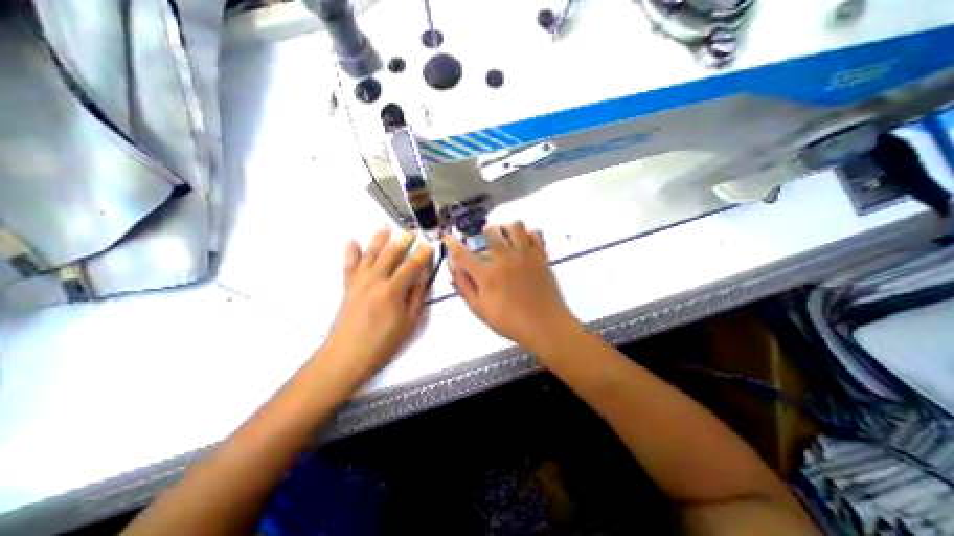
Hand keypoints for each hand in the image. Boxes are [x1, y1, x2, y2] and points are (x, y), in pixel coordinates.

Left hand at [324, 228, 435, 381]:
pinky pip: (349, 265)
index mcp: (393, 289)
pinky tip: (352, 240)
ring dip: (378, 239)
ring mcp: (359, 281)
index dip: (422, 254)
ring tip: (385, 227)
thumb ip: (417, 295)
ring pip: (370, 254)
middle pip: (390, 254)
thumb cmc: (384, 342)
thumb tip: (423, 274)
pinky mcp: (347, 286)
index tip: (430, 244)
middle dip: (402, 241)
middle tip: (410, 232)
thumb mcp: (409, 321)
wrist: (347, 356)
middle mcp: (375, 280)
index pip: (411, 265)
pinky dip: (350, 252)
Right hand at [446, 222, 580, 351]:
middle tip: (485, 239)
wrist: (545, 326)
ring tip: (506, 238)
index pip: (463, 254)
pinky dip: (528, 234)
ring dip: (506, 228)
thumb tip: (453, 267)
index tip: (447, 237)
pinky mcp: (541, 257)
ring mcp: (525, 256)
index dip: (452, 243)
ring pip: (515, 226)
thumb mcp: (480, 310)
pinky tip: (524, 243)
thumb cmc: (510, 322)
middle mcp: (505, 260)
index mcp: (487, 275)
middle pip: (491, 231)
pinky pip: (535, 234)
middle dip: (484, 232)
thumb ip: (464, 287)